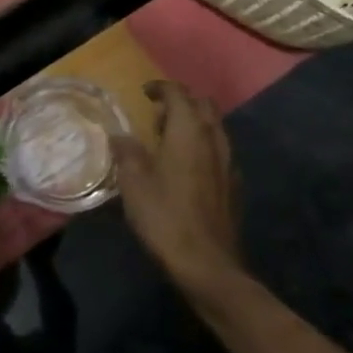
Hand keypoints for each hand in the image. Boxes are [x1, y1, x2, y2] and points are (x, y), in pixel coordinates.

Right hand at [114, 81, 243, 294]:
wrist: (207, 265)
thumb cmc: (165, 216)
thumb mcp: (133, 182)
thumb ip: (126, 152)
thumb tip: (120, 135)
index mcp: (188, 131)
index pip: (178, 93)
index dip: (160, 88)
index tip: (144, 93)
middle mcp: (213, 139)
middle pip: (203, 106)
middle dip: (182, 102)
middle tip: (157, 116)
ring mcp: (228, 163)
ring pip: (215, 128)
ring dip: (194, 125)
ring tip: (169, 140)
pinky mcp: (233, 186)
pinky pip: (219, 152)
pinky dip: (203, 148)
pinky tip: (187, 168)